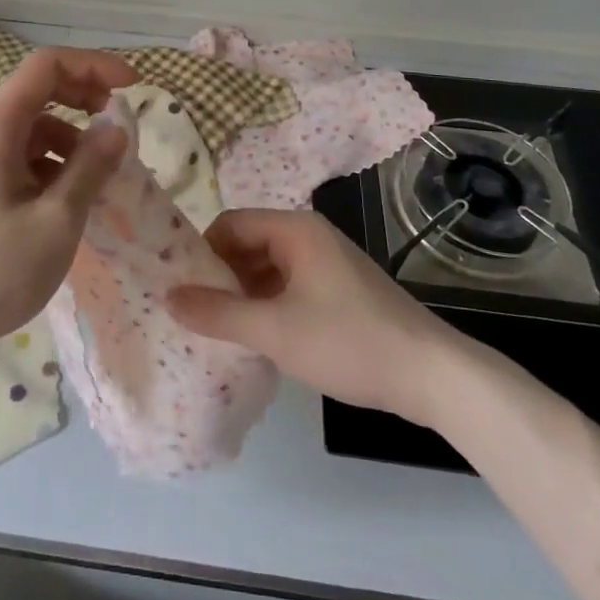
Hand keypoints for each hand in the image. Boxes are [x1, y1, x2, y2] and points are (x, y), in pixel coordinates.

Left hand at [0, 46, 135, 363]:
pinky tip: (70, 202)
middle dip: (85, 98)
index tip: (133, 86)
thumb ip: (90, 167)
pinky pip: (21, 159)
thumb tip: (117, 127)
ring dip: (72, 140)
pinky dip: (53, 167)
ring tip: (102, 176)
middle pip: (39, 91)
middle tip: (121, 126)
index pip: (47, 65)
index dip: (94, 65)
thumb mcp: (55, 221)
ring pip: (33, 130)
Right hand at [167, 208, 454, 425]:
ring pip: (268, 267)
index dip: (202, 253)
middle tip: (198, 313)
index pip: (230, 224)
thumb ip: (218, 313)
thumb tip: (168, 296)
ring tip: (222, 329)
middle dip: (221, 275)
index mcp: (294, 229)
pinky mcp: (339, 288)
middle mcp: (309, 235)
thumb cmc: (348, 342)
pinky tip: (260, 337)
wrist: (431, 375)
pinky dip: (268, 303)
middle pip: (248, 243)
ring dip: (244, 293)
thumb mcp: (274, 331)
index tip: (183, 289)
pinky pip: (289, 284)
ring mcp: (327, 262)